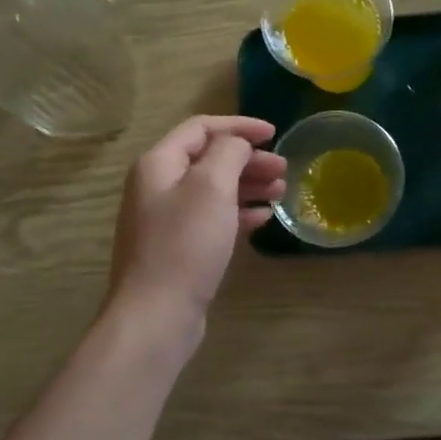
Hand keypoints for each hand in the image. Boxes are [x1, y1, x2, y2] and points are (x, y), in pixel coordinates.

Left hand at [108, 116, 286, 332]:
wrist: (157, 313)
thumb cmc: (185, 244)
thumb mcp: (212, 187)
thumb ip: (228, 153)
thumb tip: (238, 145)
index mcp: (159, 163)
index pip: (201, 128)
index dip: (238, 126)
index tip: (274, 134)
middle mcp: (158, 186)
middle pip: (208, 159)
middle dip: (248, 159)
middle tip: (283, 169)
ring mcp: (166, 219)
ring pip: (213, 190)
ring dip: (247, 185)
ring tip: (280, 192)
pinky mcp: (178, 247)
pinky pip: (212, 218)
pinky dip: (238, 212)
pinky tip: (262, 218)